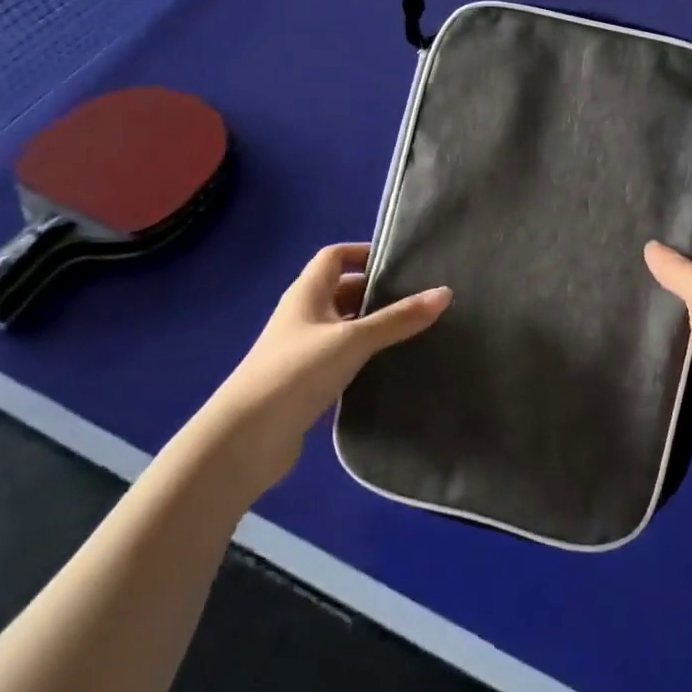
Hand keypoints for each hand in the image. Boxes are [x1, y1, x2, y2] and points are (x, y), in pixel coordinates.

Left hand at [199, 243, 449, 498]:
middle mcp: (303, 315)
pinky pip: (341, 358)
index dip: (364, 253)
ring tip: (414, 330)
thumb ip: (398, 319)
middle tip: (418, 298)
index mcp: (307, 292)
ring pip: (344, 327)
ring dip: (372, 327)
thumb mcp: (352, 340)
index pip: (335, 256)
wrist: (246, 438)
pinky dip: (363, 357)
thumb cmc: (297, 372)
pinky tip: (390, 366)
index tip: (401, 262)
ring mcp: (302, 349)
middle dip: (376, 292)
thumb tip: (445, 292)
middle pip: (342, 291)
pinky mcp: (306, 382)